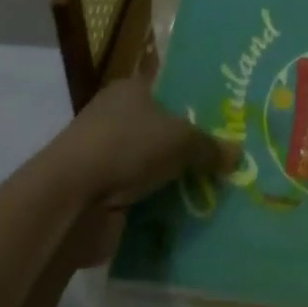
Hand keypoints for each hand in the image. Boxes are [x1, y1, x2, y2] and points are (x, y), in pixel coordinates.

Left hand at [50, 70, 238, 209]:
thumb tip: (238, 153)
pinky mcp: (101, 197)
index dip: (196, 102)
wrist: (70, 202)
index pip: (169, 89)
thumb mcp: (181, 139)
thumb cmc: (126, 147)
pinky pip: (142, 200)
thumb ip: (210, 146)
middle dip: (191, 147)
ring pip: (153, 167)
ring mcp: (107, 159)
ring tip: (218, 191)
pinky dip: (160, 209)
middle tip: (229, 159)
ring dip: (176, 182)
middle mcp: (117, 118)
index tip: (226, 118)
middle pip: (163, 130)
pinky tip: (191, 217)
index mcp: (131, 90)